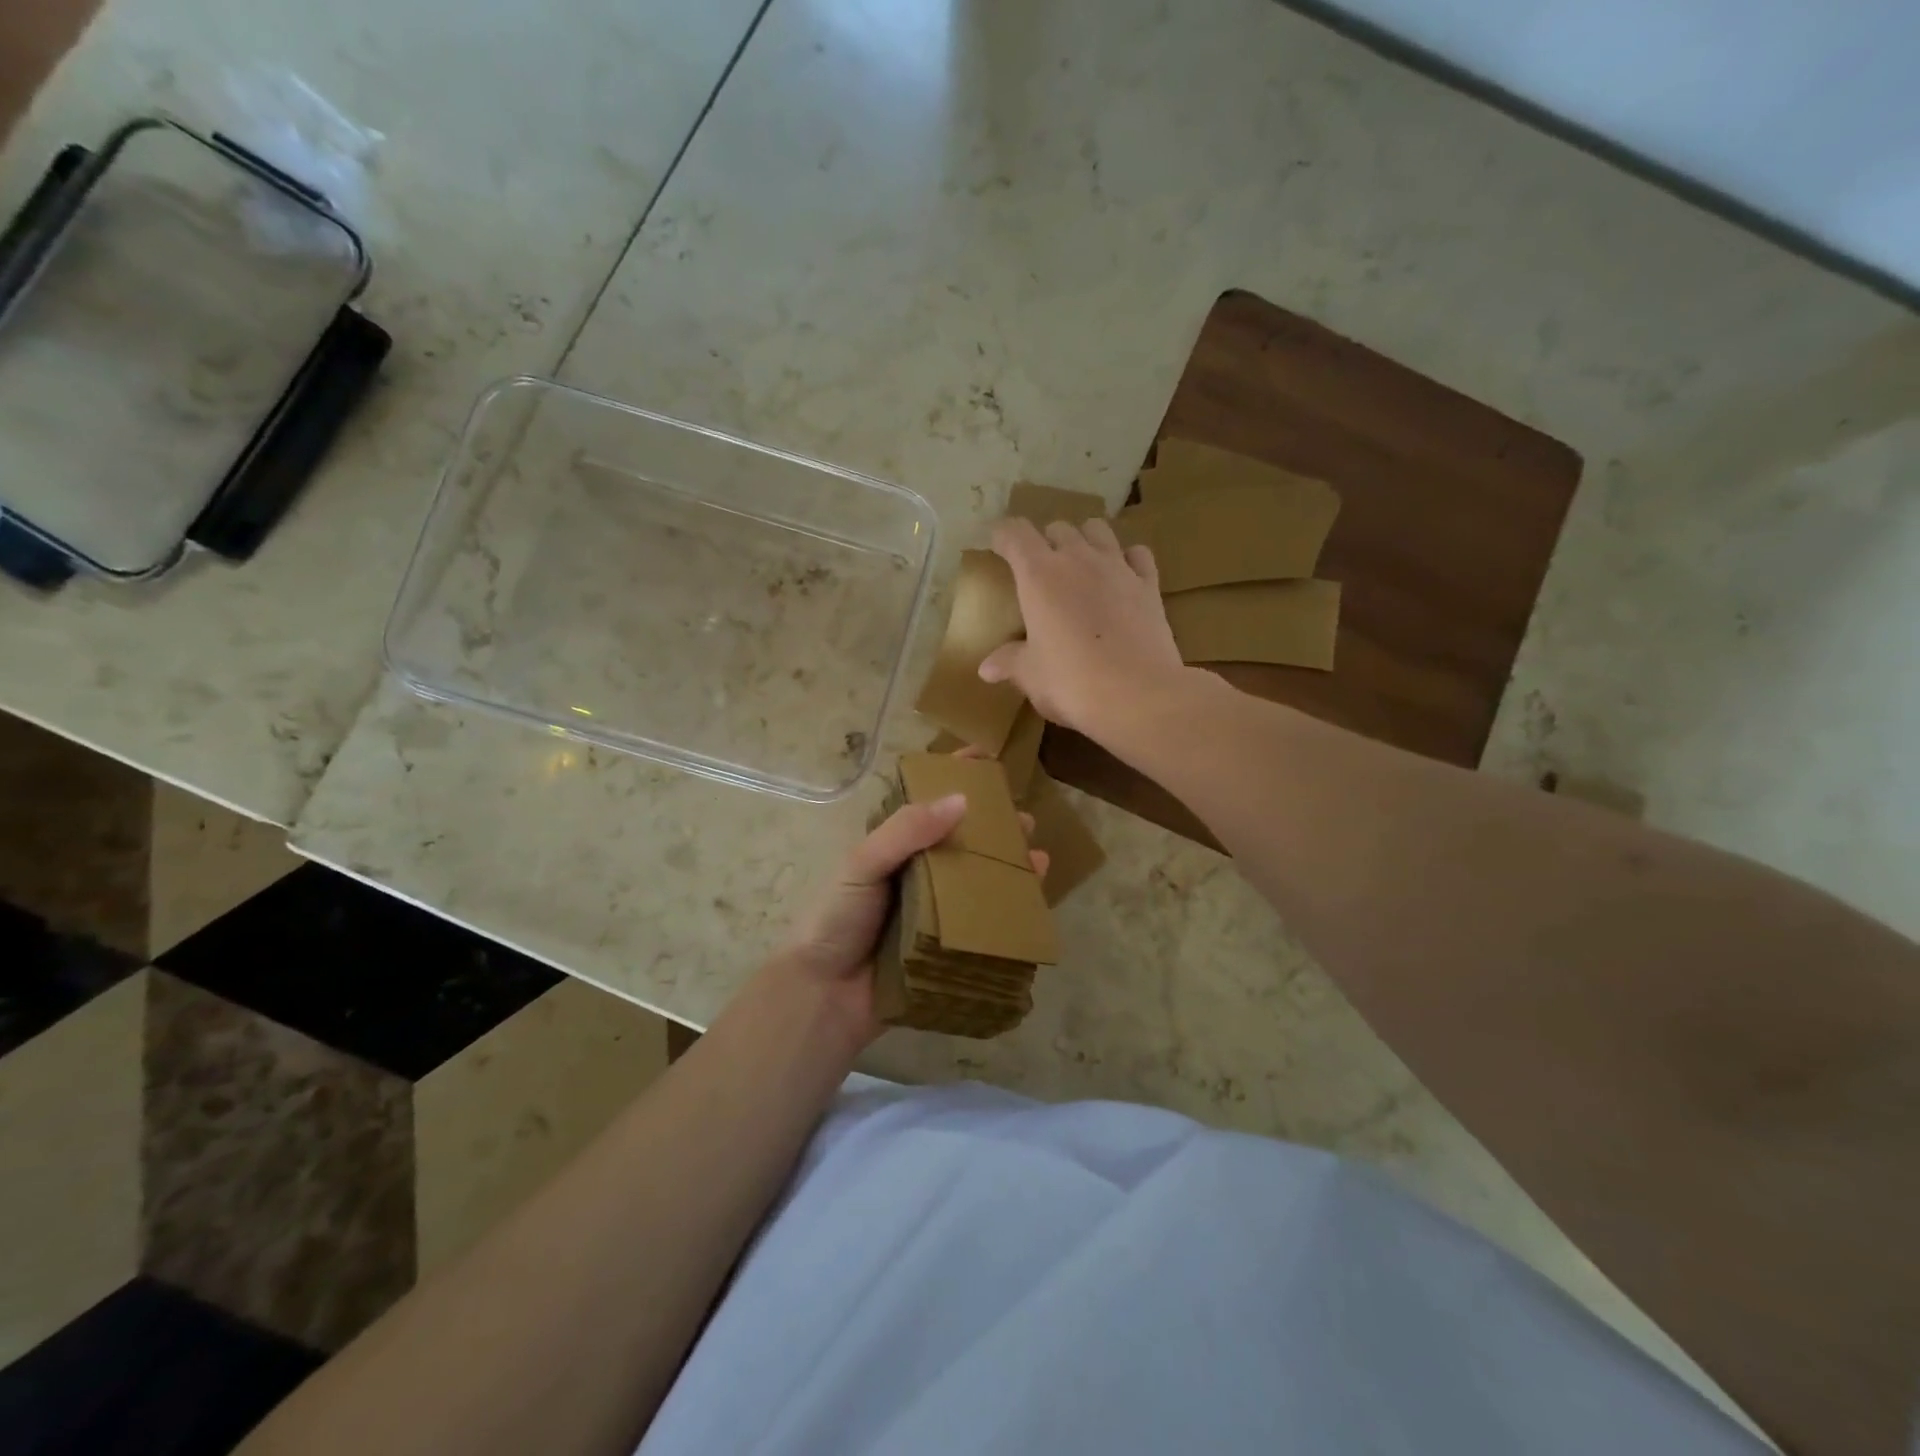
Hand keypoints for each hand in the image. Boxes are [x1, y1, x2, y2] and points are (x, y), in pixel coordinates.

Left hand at [776, 777, 1048, 1047]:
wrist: (824, 995)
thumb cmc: (836, 919)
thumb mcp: (863, 864)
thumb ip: (906, 831)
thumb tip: (961, 801)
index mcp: (894, 847)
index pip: (927, 802)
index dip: (954, 776)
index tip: (986, 757)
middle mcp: (917, 872)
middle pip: (962, 840)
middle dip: (994, 826)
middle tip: (1024, 818)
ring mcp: (933, 909)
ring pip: (977, 878)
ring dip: (1007, 864)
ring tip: (1037, 854)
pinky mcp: (946, 944)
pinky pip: (983, 919)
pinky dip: (1009, 906)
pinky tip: (1031, 897)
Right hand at [980, 517, 1186, 740]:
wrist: (1138, 696)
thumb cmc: (1071, 682)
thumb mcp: (1031, 675)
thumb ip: (1009, 663)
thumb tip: (986, 668)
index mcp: (1039, 575)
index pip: (1014, 533)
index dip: (1002, 534)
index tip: (995, 545)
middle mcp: (1078, 559)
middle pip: (1058, 528)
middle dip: (1045, 541)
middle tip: (1039, 569)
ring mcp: (1118, 568)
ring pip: (1098, 529)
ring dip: (1085, 539)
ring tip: (1080, 563)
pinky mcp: (1149, 585)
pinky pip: (1137, 554)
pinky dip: (1127, 558)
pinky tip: (1122, 576)